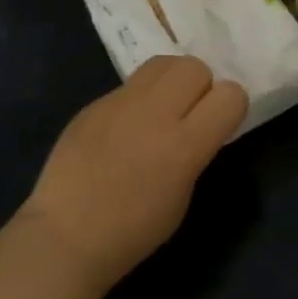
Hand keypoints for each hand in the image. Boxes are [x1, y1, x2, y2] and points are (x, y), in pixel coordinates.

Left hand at [20, 56, 247, 293]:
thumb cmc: (132, 231)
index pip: (230, 95)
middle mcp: (154, 113)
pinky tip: (125, 128)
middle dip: (201, 86)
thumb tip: (198, 126)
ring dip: (172, 82)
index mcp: (184, 145)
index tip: (219, 123)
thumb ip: (195, 151)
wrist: (67, 234)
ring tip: (161, 110)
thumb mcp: (182, 196)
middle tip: (189, 114)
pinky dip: (138, 98)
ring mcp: (120, 103)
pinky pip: (129, 85)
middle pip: (195, 67)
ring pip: (162, 64)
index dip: (230, 106)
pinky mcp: (95, 103)